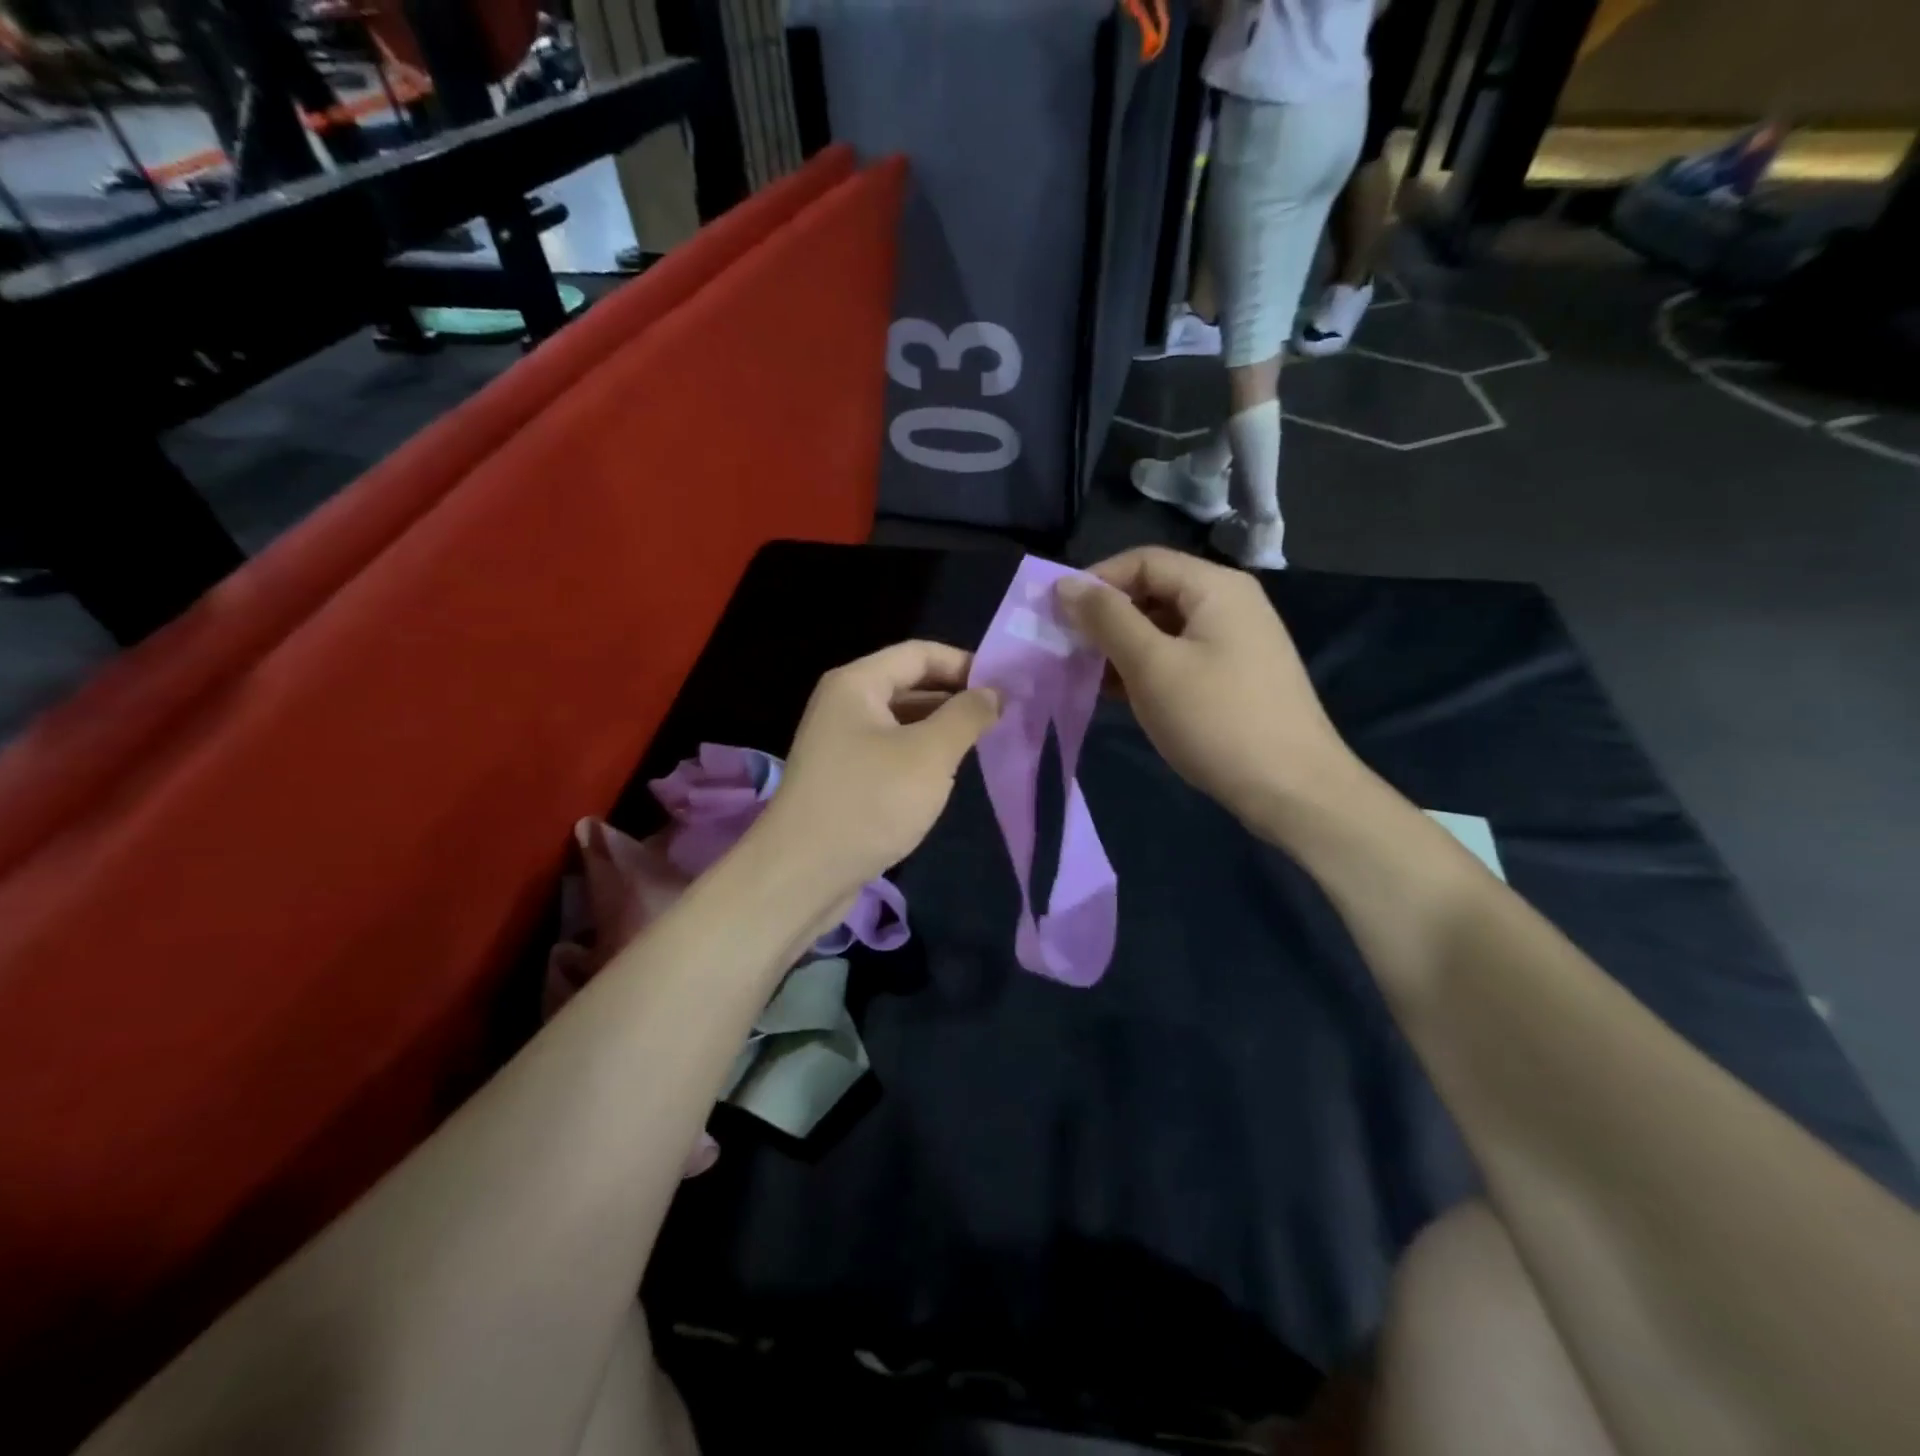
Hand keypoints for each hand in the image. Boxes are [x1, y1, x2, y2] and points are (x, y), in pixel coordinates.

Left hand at [758, 641, 1001, 894]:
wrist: (802, 874)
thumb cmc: (869, 802)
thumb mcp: (929, 755)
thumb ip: (966, 716)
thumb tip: (994, 692)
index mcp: (857, 684)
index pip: (920, 653)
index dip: (964, 664)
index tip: (1006, 687)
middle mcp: (844, 704)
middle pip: (909, 684)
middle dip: (955, 696)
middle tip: (1003, 716)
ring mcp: (841, 742)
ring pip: (901, 721)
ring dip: (940, 727)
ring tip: (984, 742)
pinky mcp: (844, 777)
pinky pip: (891, 751)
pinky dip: (921, 754)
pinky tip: (947, 773)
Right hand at [1056, 546, 1357, 823]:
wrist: (1293, 790)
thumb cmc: (1217, 720)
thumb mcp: (1152, 666)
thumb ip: (1107, 619)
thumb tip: (1066, 584)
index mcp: (1215, 587)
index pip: (1143, 561)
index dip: (1096, 581)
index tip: (1057, 616)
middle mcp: (1229, 604)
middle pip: (1154, 591)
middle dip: (1107, 617)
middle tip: (1068, 649)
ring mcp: (1236, 642)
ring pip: (1164, 628)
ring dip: (1122, 646)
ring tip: (1087, 675)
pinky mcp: (1234, 677)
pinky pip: (1180, 657)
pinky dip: (1147, 668)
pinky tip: (1120, 694)